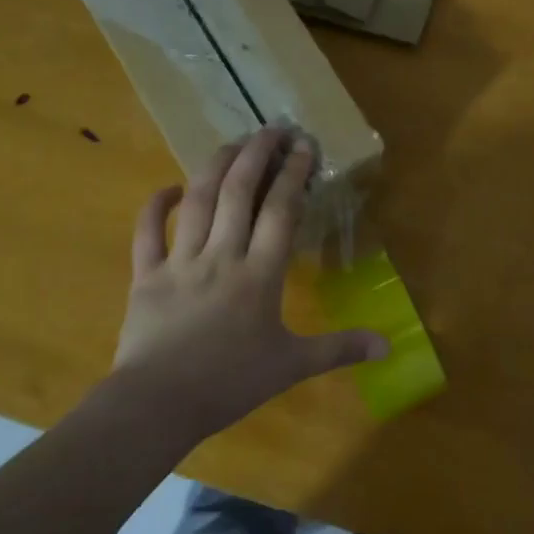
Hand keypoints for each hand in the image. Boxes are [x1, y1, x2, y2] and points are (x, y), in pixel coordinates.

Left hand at [103, 126, 386, 444]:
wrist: (157, 406)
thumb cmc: (230, 383)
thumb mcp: (292, 366)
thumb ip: (340, 349)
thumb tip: (389, 346)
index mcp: (260, 274)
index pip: (281, 211)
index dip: (294, 174)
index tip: (304, 146)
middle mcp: (221, 256)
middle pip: (238, 193)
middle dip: (256, 155)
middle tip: (271, 128)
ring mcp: (179, 262)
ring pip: (197, 201)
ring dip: (215, 166)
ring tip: (233, 143)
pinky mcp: (145, 276)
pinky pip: (147, 232)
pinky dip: (156, 205)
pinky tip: (170, 187)